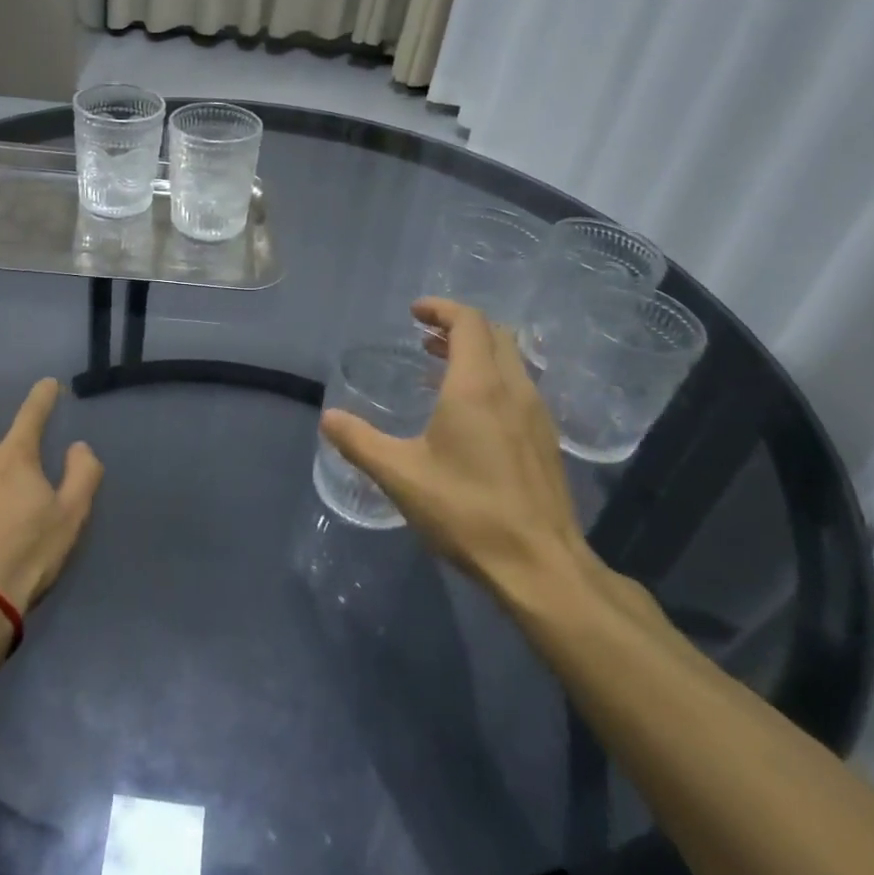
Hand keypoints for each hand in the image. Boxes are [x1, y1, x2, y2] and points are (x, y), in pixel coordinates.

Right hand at [320, 299, 589, 594]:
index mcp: (477, 387)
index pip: (468, 322)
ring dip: (476, 351)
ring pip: (510, 361)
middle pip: (493, 334)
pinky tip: (468, 412)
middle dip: (458, 326)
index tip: (415, 312)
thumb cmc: (466, 511)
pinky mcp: (545, 440)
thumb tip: (328, 417)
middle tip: (424, 336)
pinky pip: (518, 387)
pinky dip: (491, 378)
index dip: (441, 309)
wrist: (540, 565)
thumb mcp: (400, 475)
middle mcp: (512, 389)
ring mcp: (536, 414)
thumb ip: (360, 442)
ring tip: (439, 366)